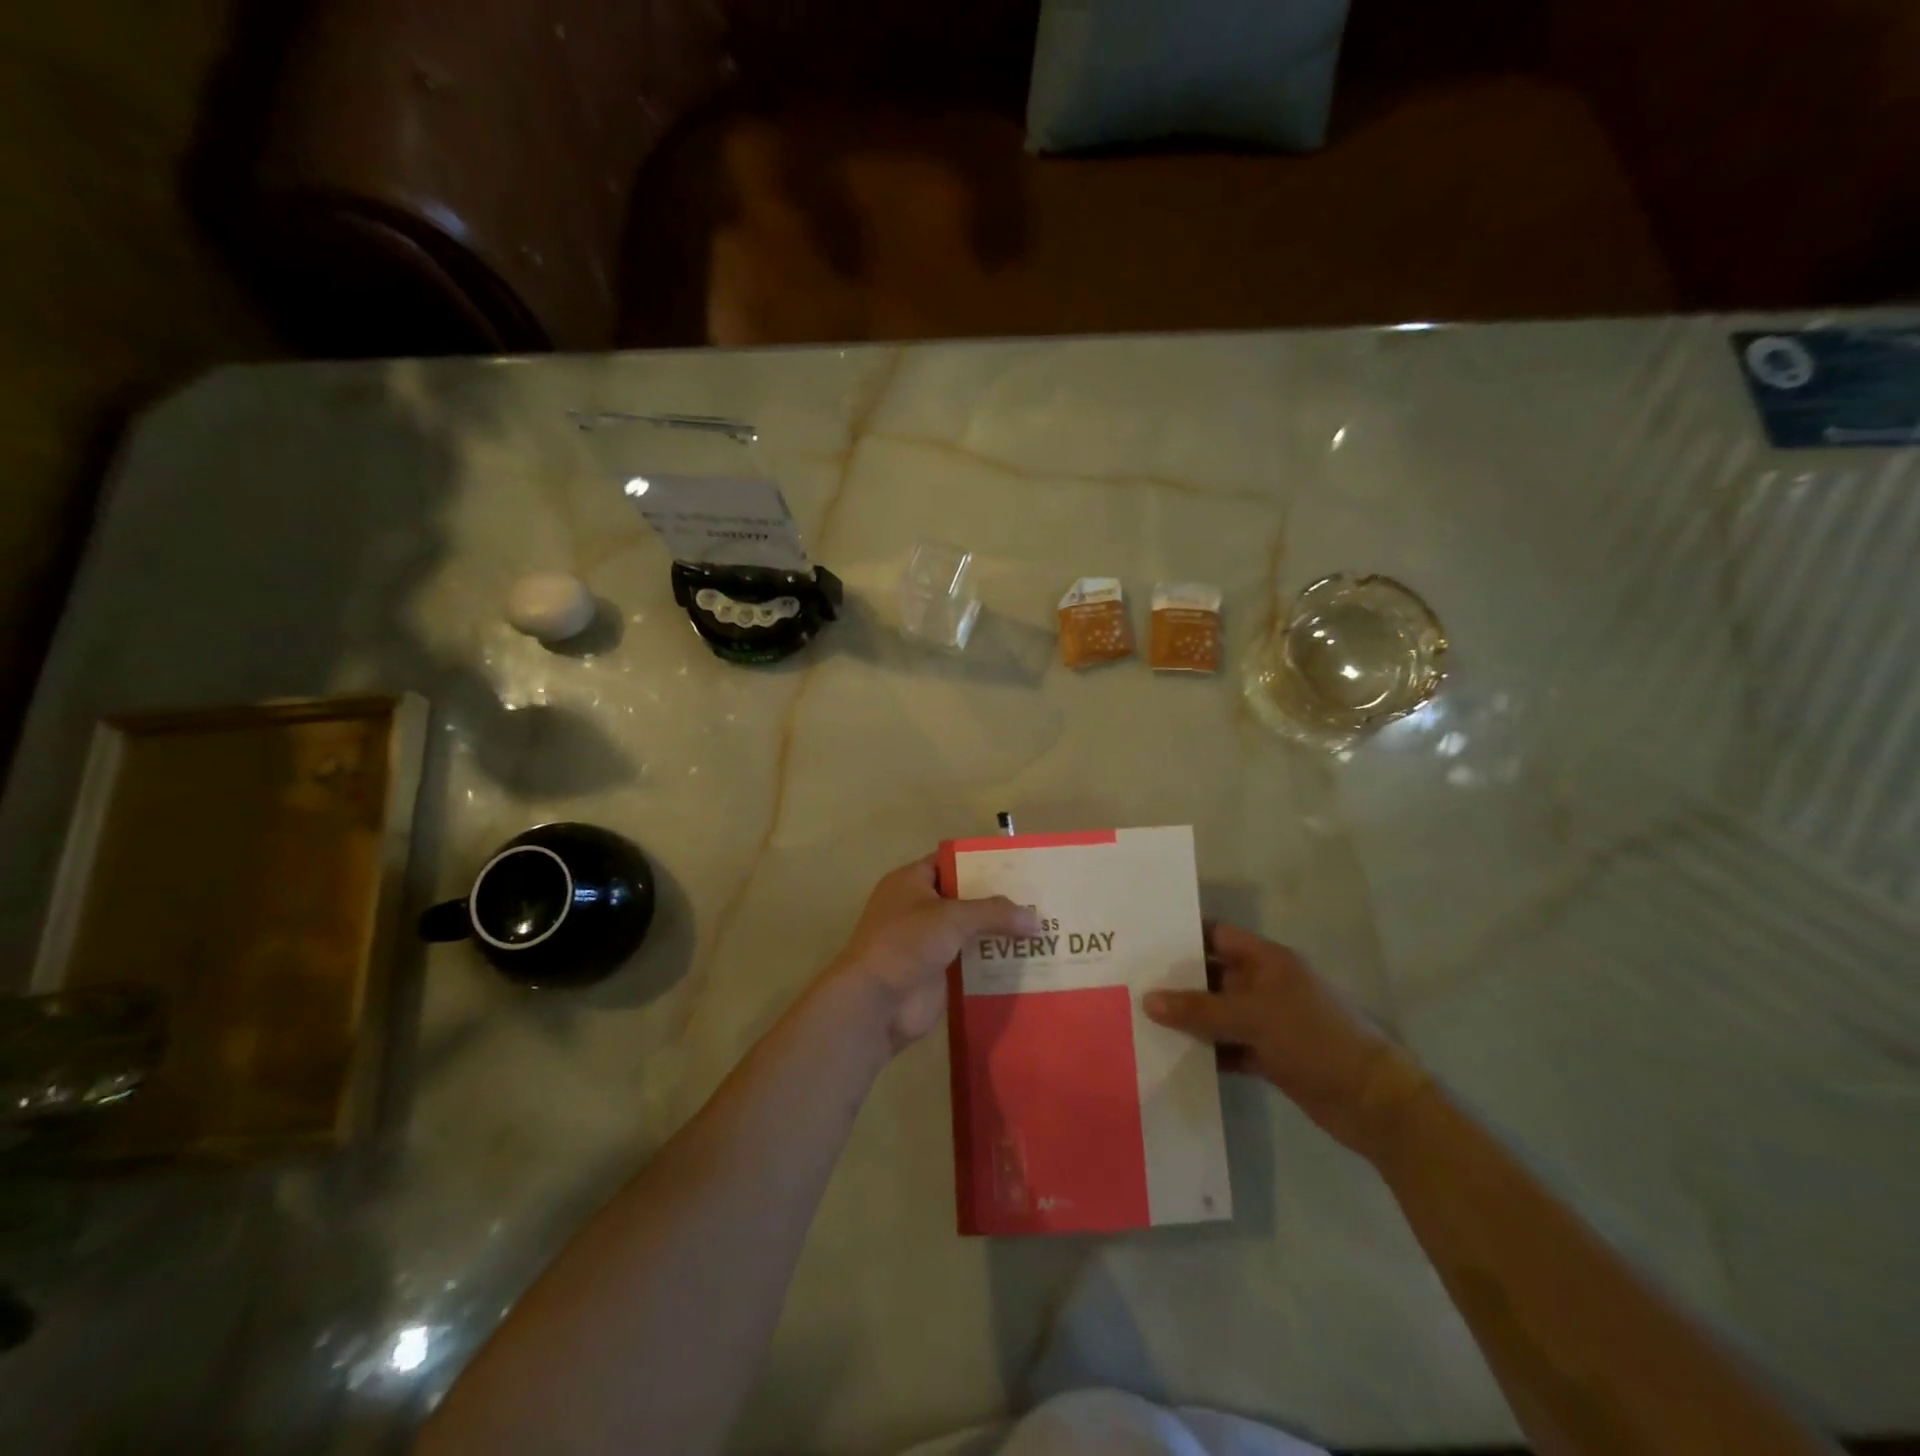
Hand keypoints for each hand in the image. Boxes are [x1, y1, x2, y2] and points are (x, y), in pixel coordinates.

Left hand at [820, 856, 1038, 1056]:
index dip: (982, 863)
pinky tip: (1027, 960)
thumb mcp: (951, 917)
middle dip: (999, 900)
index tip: (1019, 866)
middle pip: (966, 897)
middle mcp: (919, 907)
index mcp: (912, 882)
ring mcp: (929, 942)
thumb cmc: (906, 944)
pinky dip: (994, 960)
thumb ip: (994, 912)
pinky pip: (972, 961)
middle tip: (1040, 899)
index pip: (951, 862)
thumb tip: (1035, 919)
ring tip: (1043, 929)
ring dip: (1000, 932)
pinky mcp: (939, 972)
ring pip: (971, 931)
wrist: (876, 1003)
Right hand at [1144, 924, 1427, 1155]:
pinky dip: (1205, 1051)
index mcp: (1266, 961)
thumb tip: (1148, 1000)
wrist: (1372, 1102)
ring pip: (1216, 1013)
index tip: (1142, 943)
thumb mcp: (1254, 1017)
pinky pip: (1227, 1046)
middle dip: (1176, 981)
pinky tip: (1171, 1056)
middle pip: (1211, 975)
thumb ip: (1199, 1009)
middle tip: (1129, 983)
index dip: (1182, 937)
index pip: (1216, 936)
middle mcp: (1263, 985)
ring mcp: (1266, 1022)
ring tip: (1139, 1019)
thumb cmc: (1314, 1039)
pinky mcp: (1268, 1056)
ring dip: (1187, 1020)